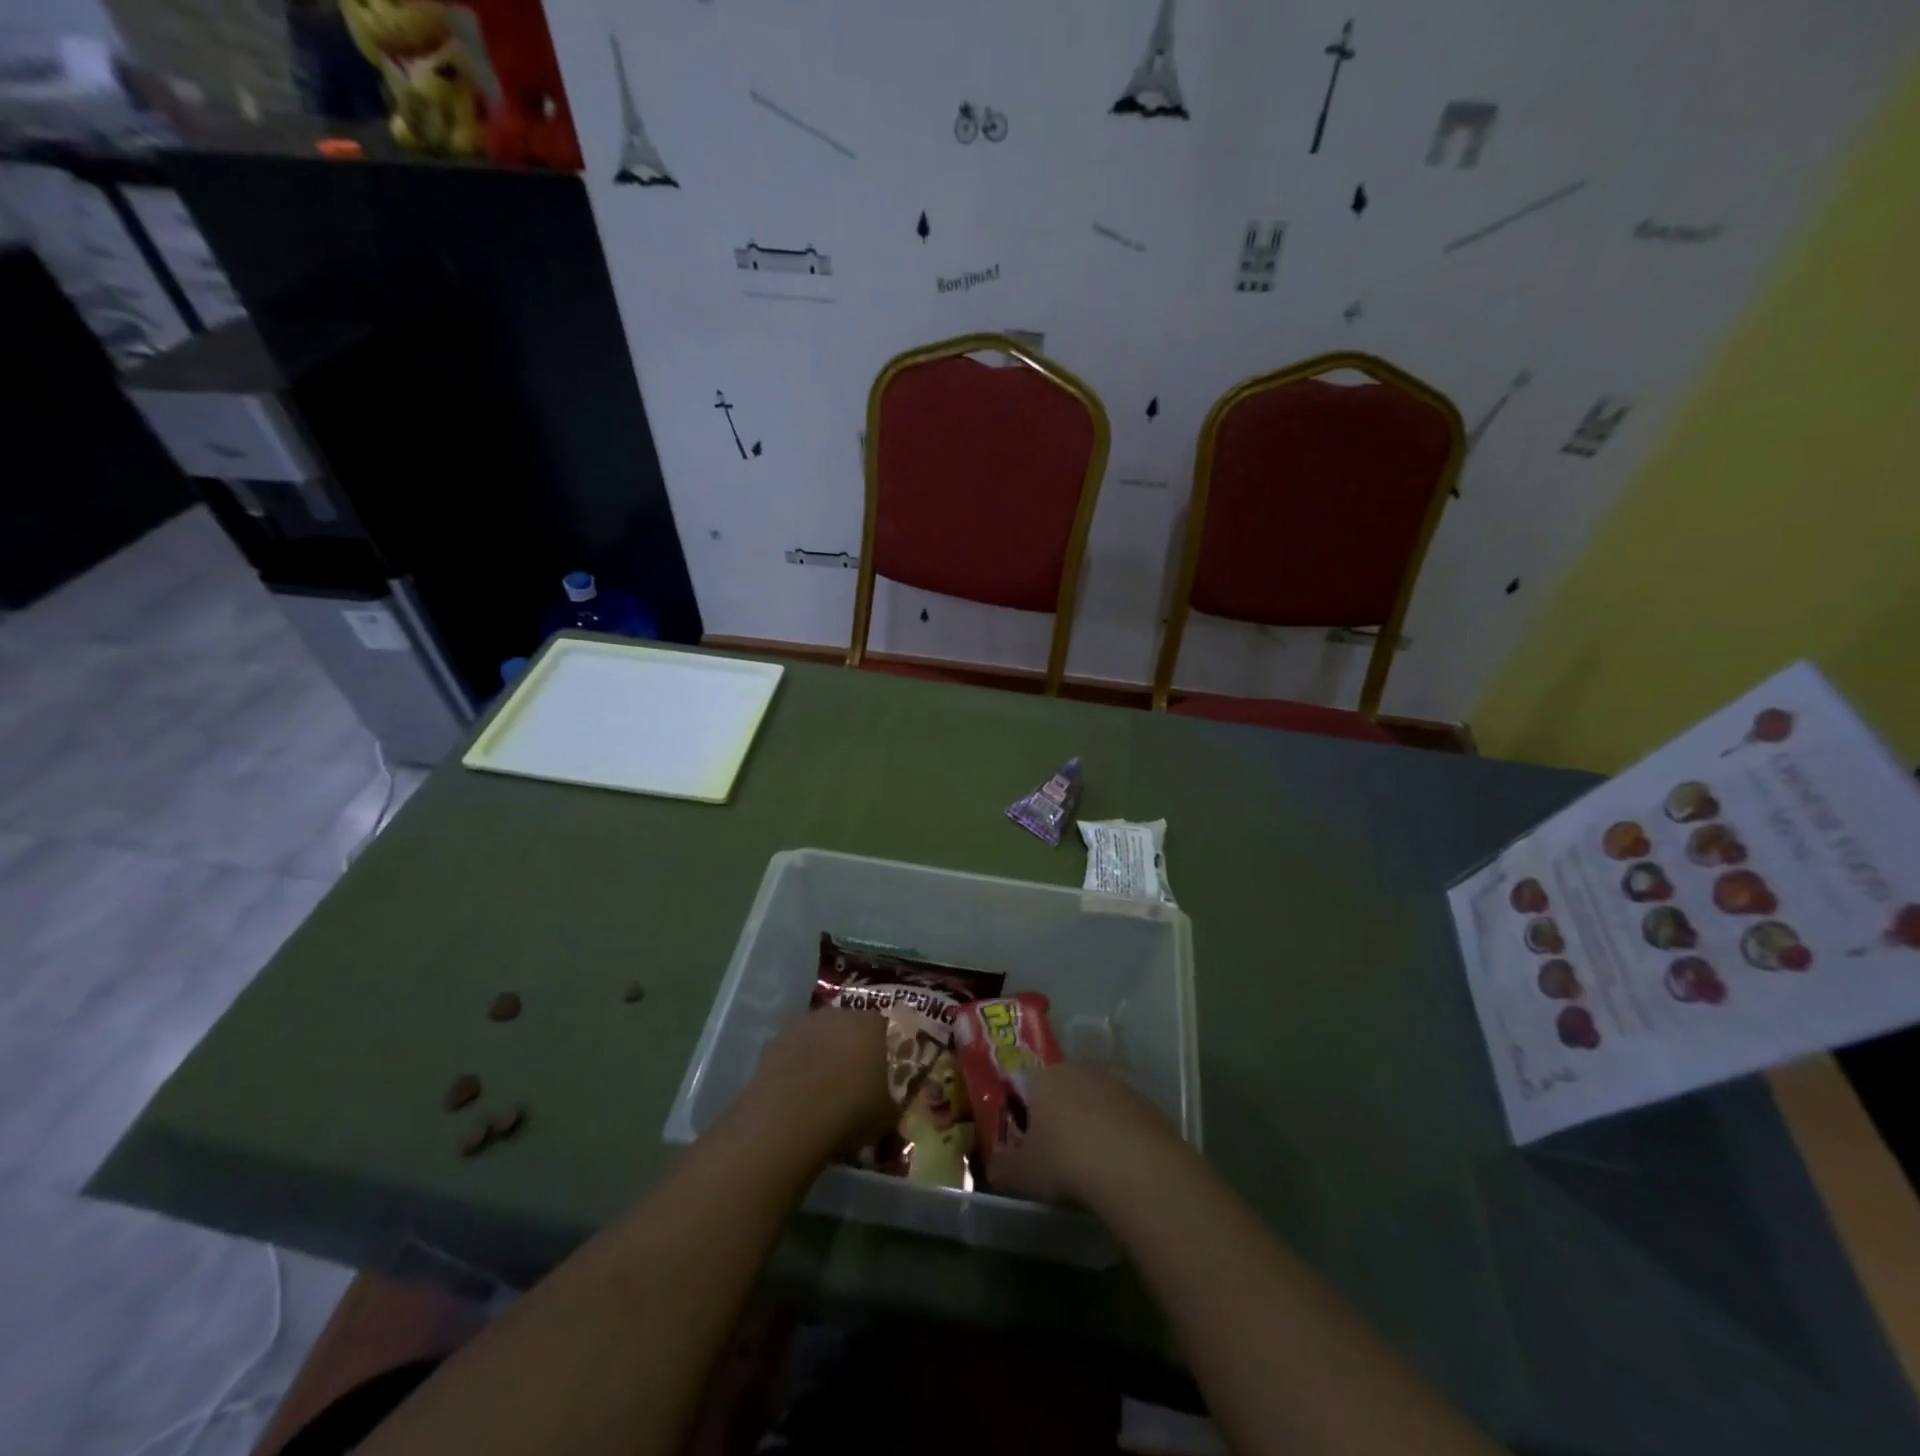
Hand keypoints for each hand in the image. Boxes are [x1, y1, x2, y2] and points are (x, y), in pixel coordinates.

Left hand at [746, 1010, 894, 1152]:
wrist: (790, 1119)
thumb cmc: (850, 1111)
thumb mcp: (887, 1115)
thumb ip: (892, 1101)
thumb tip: (889, 1103)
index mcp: (871, 1025)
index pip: (882, 1027)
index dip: (880, 1049)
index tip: (879, 1072)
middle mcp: (839, 1014)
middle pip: (848, 1025)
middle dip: (850, 1046)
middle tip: (850, 1079)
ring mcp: (804, 1024)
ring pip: (818, 1035)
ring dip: (820, 1052)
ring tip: (819, 1087)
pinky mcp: (774, 1040)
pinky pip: (792, 1049)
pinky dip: (795, 1064)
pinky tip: (794, 1092)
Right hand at [989, 1062, 1185, 1207]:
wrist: (1135, 1165)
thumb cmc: (1066, 1162)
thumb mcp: (1023, 1174)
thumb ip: (1002, 1168)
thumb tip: (992, 1168)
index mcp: (1042, 1078)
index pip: (1021, 1082)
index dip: (1018, 1108)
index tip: (1020, 1137)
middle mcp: (1076, 1069)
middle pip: (1058, 1087)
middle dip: (1053, 1113)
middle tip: (1052, 1150)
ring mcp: (1113, 1082)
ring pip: (1090, 1099)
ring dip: (1086, 1121)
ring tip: (1086, 1160)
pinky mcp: (1142, 1101)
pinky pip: (1118, 1114)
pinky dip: (1114, 1133)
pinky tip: (1115, 1162)